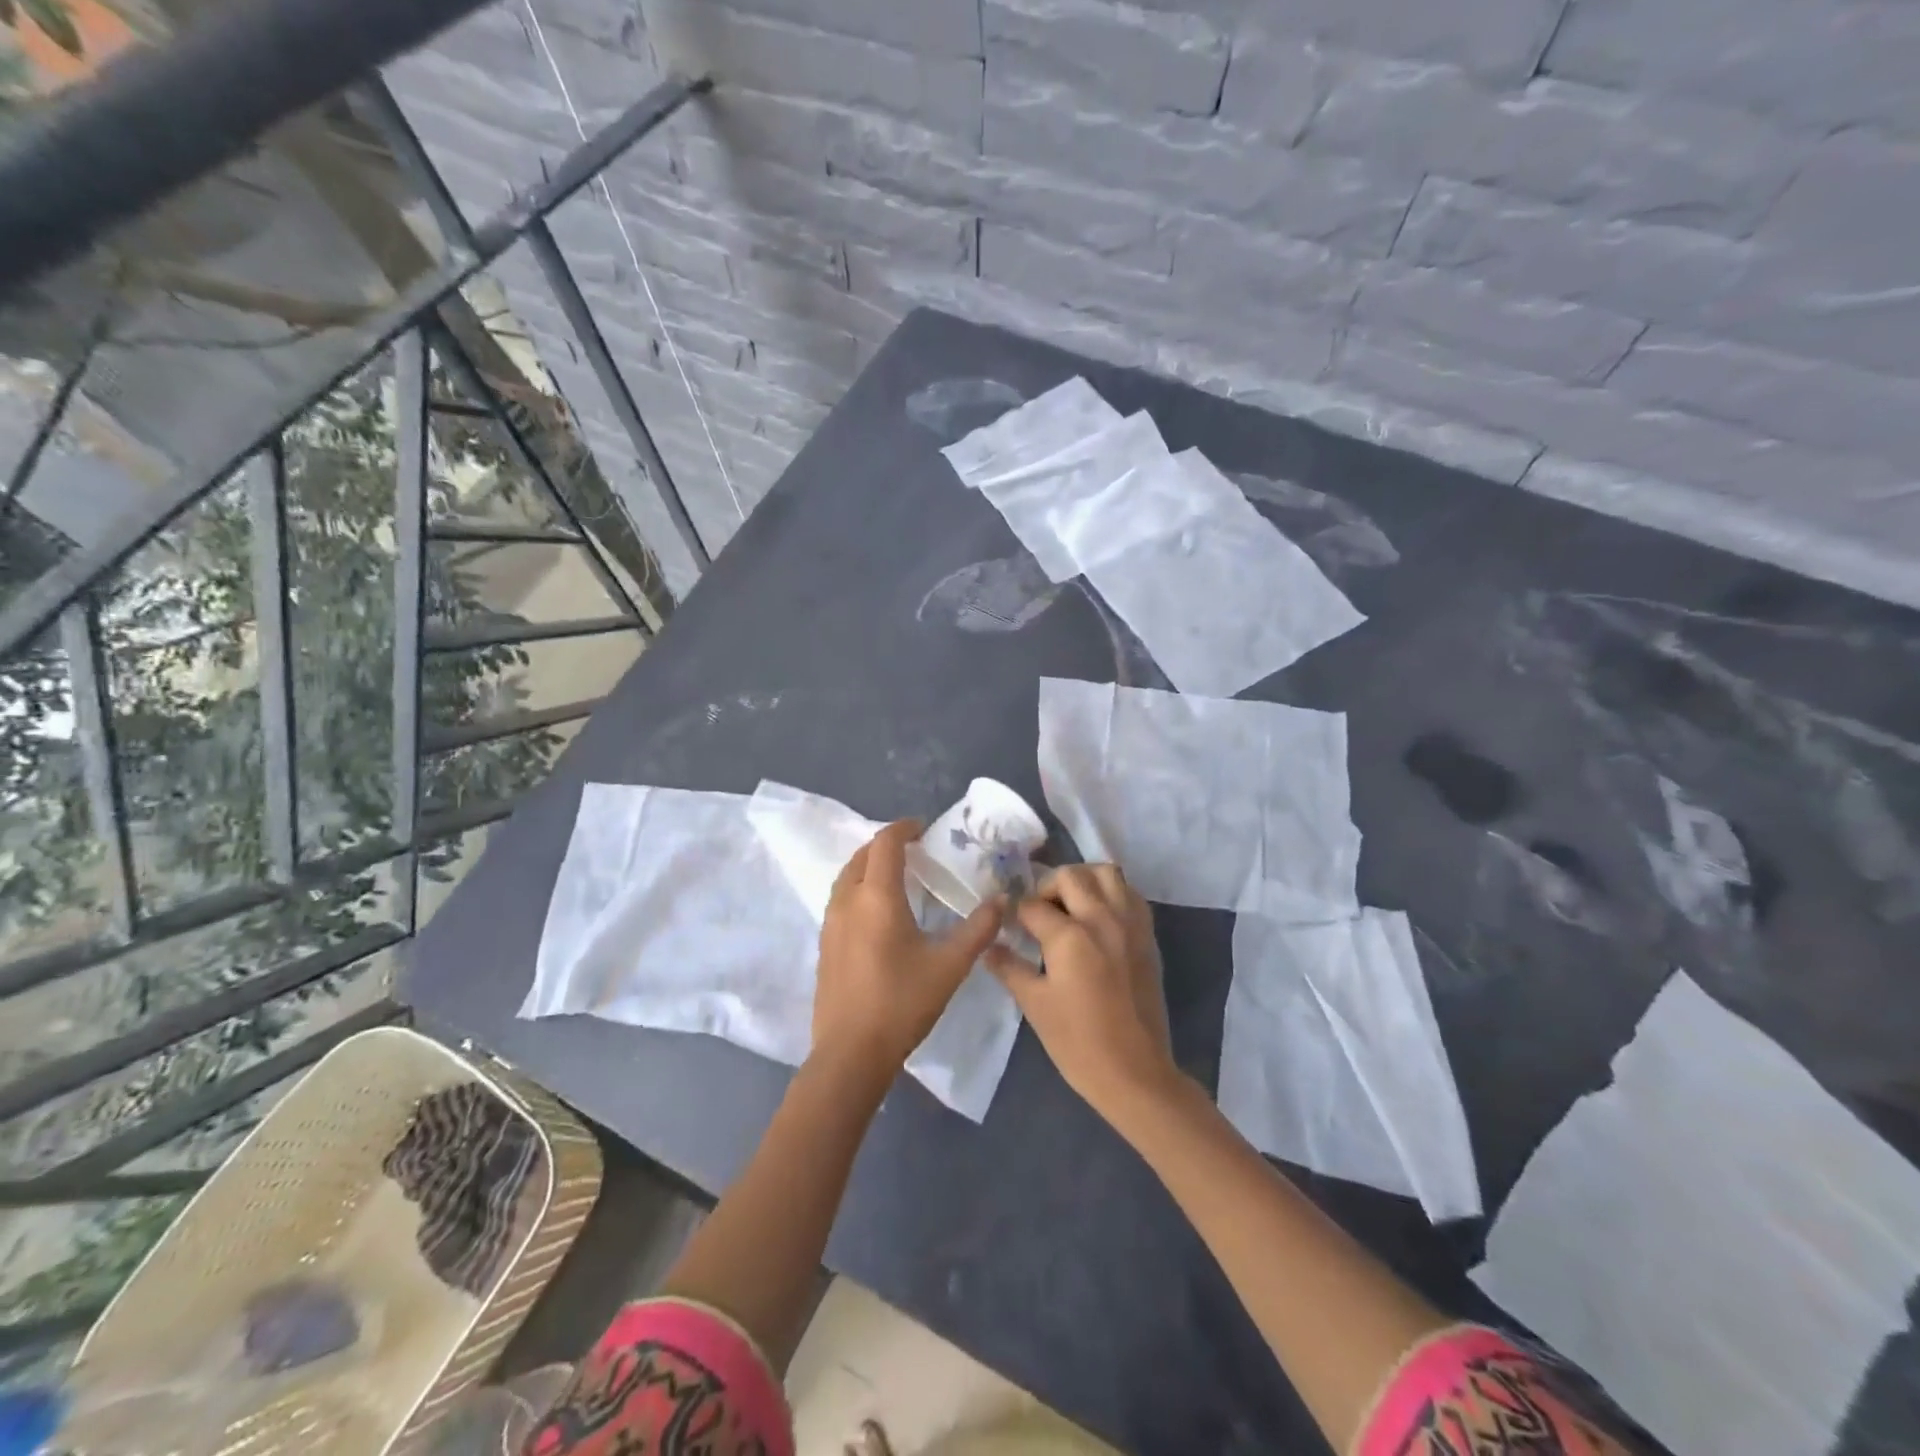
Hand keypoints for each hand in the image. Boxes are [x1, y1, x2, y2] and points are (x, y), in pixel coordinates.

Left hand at [813, 820, 1001, 1076]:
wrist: (850, 1053)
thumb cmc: (902, 1003)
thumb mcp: (950, 966)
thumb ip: (978, 930)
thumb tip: (1002, 901)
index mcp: (877, 897)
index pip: (885, 844)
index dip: (904, 828)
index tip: (924, 828)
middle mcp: (847, 901)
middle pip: (862, 855)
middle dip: (886, 845)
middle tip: (915, 850)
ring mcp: (830, 923)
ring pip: (847, 877)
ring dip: (869, 866)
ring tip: (897, 876)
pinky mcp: (824, 945)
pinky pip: (840, 899)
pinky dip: (859, 888)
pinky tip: (878, 912)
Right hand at [985, 864, 1180, 1129]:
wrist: (1135, 1073)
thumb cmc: (1078, 1043)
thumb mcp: (1034, 1005)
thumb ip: (1009, 968)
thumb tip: (988, 946)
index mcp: (1069, 937)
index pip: (1032, 905)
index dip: (1015, 912)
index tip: (1009, 924)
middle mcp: (1102, 919)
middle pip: (1070, 875)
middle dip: (1047, 887)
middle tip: (1039, 912)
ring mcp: (1129, 924)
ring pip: (1106, 873)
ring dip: (1083, 880)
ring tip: (1070, 906)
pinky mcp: (1147, 935)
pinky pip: (1130, 893)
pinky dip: (1111, 893)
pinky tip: (1098, 918)